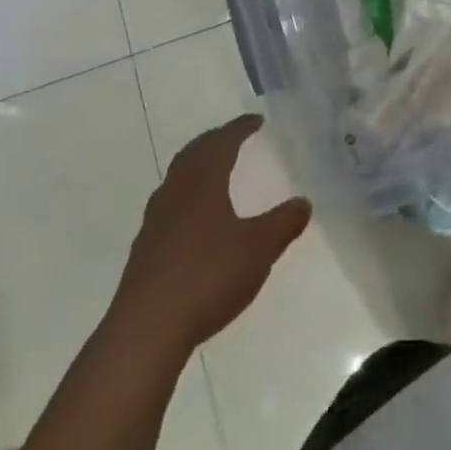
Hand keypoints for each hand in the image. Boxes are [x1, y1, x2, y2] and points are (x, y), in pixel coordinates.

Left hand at [113, 115, 311, 355]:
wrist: (147, 329)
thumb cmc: (207, 276)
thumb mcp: (259, 249)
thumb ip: (283, 223)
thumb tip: (304, 201)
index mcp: (202, 183)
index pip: (221, 143)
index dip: (239, 128)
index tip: (256, 120)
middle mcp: (175, 193)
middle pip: (193, 155)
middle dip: (215, 141)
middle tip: (234, 137)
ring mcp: (156, 222)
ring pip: (178, 179)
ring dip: (198, 167)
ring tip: (217, 171)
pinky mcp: (146, 249)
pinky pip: (171, 205)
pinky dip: (189, 196)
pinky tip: (198, 218)